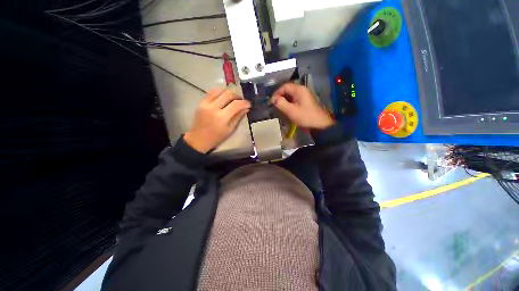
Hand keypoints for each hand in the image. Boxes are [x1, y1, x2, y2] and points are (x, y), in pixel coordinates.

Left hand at [184, 89, 250, 152]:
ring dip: (229, 93)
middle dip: (237, 96)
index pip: (236, 105)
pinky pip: (212, 92)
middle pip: (228, 94)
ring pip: (220, 90)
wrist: (199, 139)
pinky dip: (220, 93)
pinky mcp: (201, 102)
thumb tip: (246, 108)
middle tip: (241, 100)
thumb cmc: (217, 137)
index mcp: (222, 117)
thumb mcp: (230, 129)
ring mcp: (205, 103)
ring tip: (233, 99)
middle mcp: (213, 108)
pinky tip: (224, 98)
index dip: (244, 103)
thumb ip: (238, 117)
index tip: (249, 104)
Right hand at [271, 83, 333, 129]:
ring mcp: (304, 96)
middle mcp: (302, 90)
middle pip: (287, 90)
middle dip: (279, 97)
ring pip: (290, 95)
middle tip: (274, 105)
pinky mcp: (304, 101)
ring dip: (283, 100)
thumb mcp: (291, 111)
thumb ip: (281, 103)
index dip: (276, 93)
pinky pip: (293, 99)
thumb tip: (273, 99)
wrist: (319, 124)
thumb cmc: (305, 117)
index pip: (284, 86)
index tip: (272, 102)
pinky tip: (285, 109)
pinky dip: (288, 103)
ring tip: (278, 108)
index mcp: (299, 90)